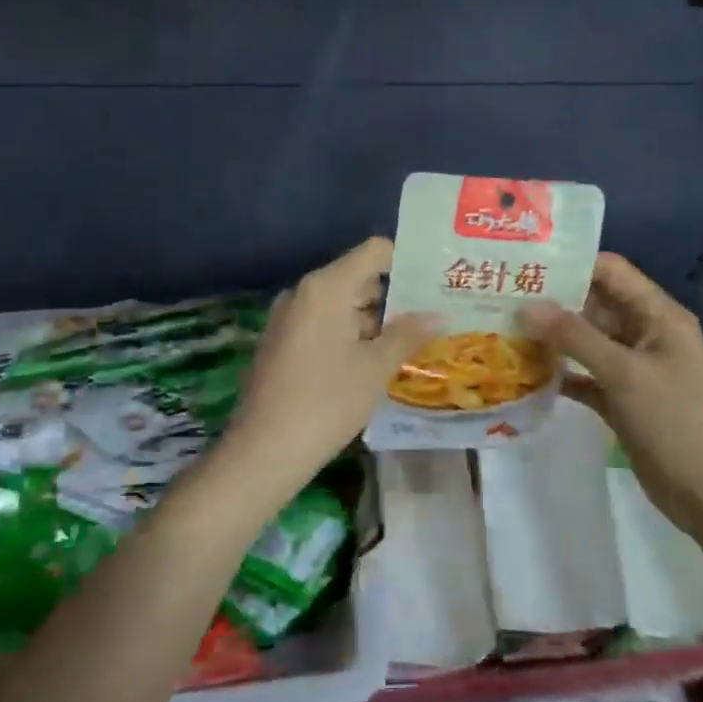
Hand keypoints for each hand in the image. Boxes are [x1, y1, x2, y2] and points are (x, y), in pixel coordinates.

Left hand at [220, 238, 434, 493]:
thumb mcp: (375, 368)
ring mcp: (289, 318)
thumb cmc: (326, 401)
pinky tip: (375, 359)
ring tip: (413, 339)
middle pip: (357, 277)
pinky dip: (350, 334)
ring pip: (341, 304)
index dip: (406, 261)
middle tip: (433, 313)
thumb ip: (407, 335)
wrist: (264, 449)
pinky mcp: (282, 342)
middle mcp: (303, 293)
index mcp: (326, 287)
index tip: (435, 281)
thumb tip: (438, 315)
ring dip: (374, 319)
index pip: (373, 252)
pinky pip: (323, 324)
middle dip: (395, 295)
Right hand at [524, 254, 702, 526]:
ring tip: (503, 328)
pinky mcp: (620, 399)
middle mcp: (644, 334)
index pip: (611, 272)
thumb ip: (575, 337)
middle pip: (594, 305)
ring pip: (585, 342)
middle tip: (502, 296)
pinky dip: (559, 373)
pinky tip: (523, 372)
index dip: (571, 264)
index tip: (525, 265)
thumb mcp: (625, 372)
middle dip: (552, 301)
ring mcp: (632, 368)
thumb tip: (526, 306)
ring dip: (551, 338)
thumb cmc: (675, 421)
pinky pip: (583, 376)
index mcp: (658, 315)